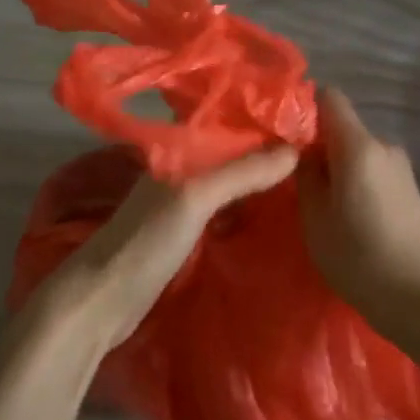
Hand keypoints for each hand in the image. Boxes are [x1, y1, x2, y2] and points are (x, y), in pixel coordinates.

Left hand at [30, 145, 299, 354]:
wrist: (101, 301)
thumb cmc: (145, 241)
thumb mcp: (194, 199)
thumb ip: (240, 173)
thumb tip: (294, 150)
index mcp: (177, 151)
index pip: (225, 122)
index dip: (260, 118)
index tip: (305, 120)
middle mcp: (180, 170)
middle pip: (230, 152)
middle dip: (266, 150)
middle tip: (318, 154)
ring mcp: (181, 204)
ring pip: (228, 182)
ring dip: (258, 179)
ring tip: (307, 179)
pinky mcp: (184, 234)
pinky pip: (224, 210)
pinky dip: (247, 207)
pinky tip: (274, 214)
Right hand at [297, 89, 419, 317]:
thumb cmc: (360, 258)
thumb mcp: (315, 219)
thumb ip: (306, 176)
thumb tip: (305, 152)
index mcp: (358, 145)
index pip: (330, 97)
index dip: (305, 107)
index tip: (285, 134)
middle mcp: (383, 146)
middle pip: (342, 127)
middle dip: (318, 145)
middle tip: (295, 178)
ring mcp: (400, 168)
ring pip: (357, 152)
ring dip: (337, 168)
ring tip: (320, 203)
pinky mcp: (409, 189)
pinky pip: (372, 170)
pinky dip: (355, 182)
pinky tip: (347, 215)